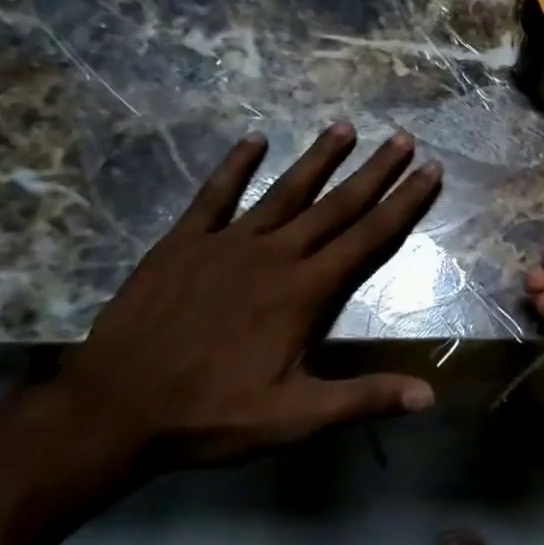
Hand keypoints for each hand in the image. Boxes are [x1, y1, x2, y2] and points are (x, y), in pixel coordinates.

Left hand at [56, 123, 441, 466]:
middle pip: (336, 205)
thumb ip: (364, 399)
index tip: (430, 171)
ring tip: (345, 127)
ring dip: (318, 159)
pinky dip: (234, 166)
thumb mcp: (294, 417)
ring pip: (284, 191)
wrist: (112, 409)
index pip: (369, 237)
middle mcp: (274, 255)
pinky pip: (214, 196)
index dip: (404, 203)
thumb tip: (431, 396)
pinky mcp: (183, 243)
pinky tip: (253, 139)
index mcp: (305, 290)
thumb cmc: (211, 413)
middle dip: (374, 171)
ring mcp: (226, 243)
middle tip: (403, 138)